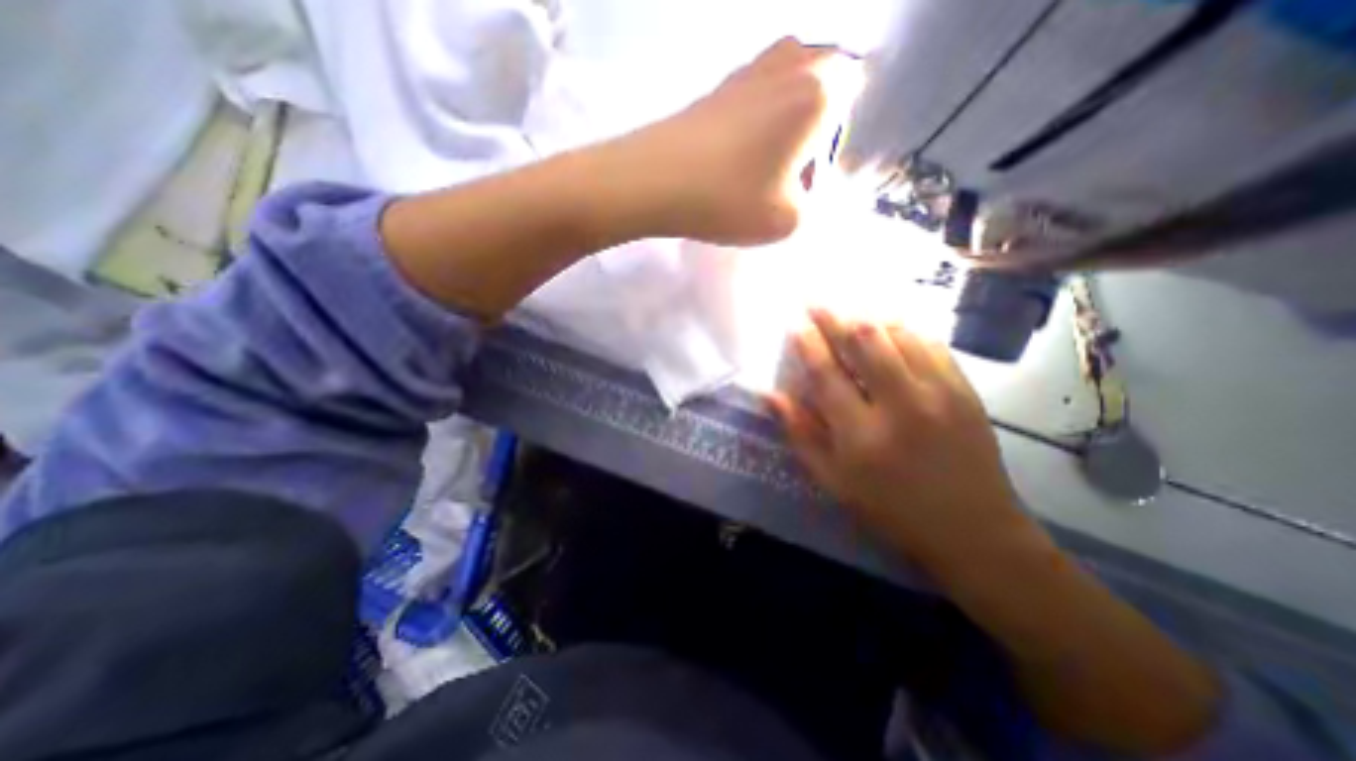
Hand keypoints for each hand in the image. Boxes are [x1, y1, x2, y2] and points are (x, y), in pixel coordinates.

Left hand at [620, 38, 860, 245]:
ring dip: (790, 117)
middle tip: (799, 166)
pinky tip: (743, 151)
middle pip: (827, 79)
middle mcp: (791, 64)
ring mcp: (751, 69)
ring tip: (770, 162)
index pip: (857, 95)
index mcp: (820, 91)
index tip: (816, 175)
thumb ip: (816, 203)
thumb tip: (808, 184)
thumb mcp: (789, 220)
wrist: (655, 181)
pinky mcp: (720, 85)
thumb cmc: (730, 199)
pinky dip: (762, 115)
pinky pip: (760, 91)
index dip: (842, 139)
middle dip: (822, 122)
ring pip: (792, 81)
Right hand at [768, 306, 1041, 569]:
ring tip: (849, 312)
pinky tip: (889, 327)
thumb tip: (771, 395)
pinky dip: (904, 329)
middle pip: (863, 343)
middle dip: (835, 317)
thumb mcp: (833, 481)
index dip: (807, 344)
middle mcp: (901, 405)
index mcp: (862, 435)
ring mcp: (939, 393)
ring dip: (868, 318)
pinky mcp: (965, 390)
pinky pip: (931, 343)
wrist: (972, 529)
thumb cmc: (890, 508)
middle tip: (816, 302)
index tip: (795, 324)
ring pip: (899, 335)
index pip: (826, 374)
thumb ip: (800, 434)